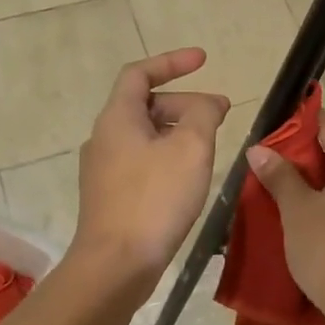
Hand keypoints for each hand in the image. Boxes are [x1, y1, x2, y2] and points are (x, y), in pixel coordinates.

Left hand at [70, 49, 229, 289]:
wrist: (116, 264)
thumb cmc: (154, 198)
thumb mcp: (191, 148)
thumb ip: (204, 114)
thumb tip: (210, 103)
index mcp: (117, 118)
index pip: (140, 73)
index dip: (172, 62)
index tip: (203, 60)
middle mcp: (104, 138)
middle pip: (145, 105)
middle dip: (184, 103)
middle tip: (220, 115)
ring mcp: (103, 169)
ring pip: (145, 135)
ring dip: (178, 131)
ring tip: (210, 146)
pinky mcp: (110, 196)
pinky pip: (142, 161)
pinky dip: (168, 155)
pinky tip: (189, 177)